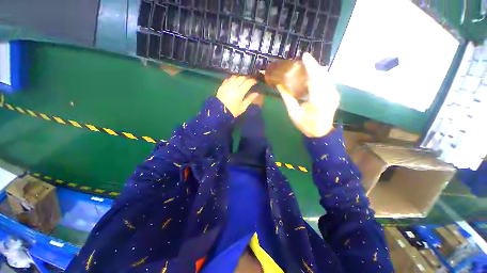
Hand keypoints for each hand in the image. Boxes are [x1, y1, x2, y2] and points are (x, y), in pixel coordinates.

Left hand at [216, 75, 258, 116]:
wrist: (219, 112)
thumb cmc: (233, 111)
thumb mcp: (243, 107)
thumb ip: (250, 99)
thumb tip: (256, 93)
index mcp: (240, 92)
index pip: (248, 82)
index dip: (253, 80)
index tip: (256, 81)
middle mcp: (234, 86)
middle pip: (242, 77)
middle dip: (247, 77)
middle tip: (250, 79)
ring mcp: (227, 85)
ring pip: (235, 76)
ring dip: (240, 76)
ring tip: (243, 79)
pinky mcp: (222, 85)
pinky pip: (228, 78)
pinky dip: (233, 78)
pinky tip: (235, 80)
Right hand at [277, 52, 339, 137]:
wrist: (321, 132)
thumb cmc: (306, 125)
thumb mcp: (293, 114)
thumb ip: (287, 99)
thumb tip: (280, 86)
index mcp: (317, 100)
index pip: (315, 79)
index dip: (310, 66)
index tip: (305, 56)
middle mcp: (328, 95)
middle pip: (322, 75)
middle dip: (313, 66)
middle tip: (304, 60)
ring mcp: (333, 94)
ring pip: (326, 76)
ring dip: (317, 70)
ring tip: (307, 67)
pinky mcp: (334, 94)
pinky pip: (327, 81)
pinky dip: (319, 76)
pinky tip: (313, 76)